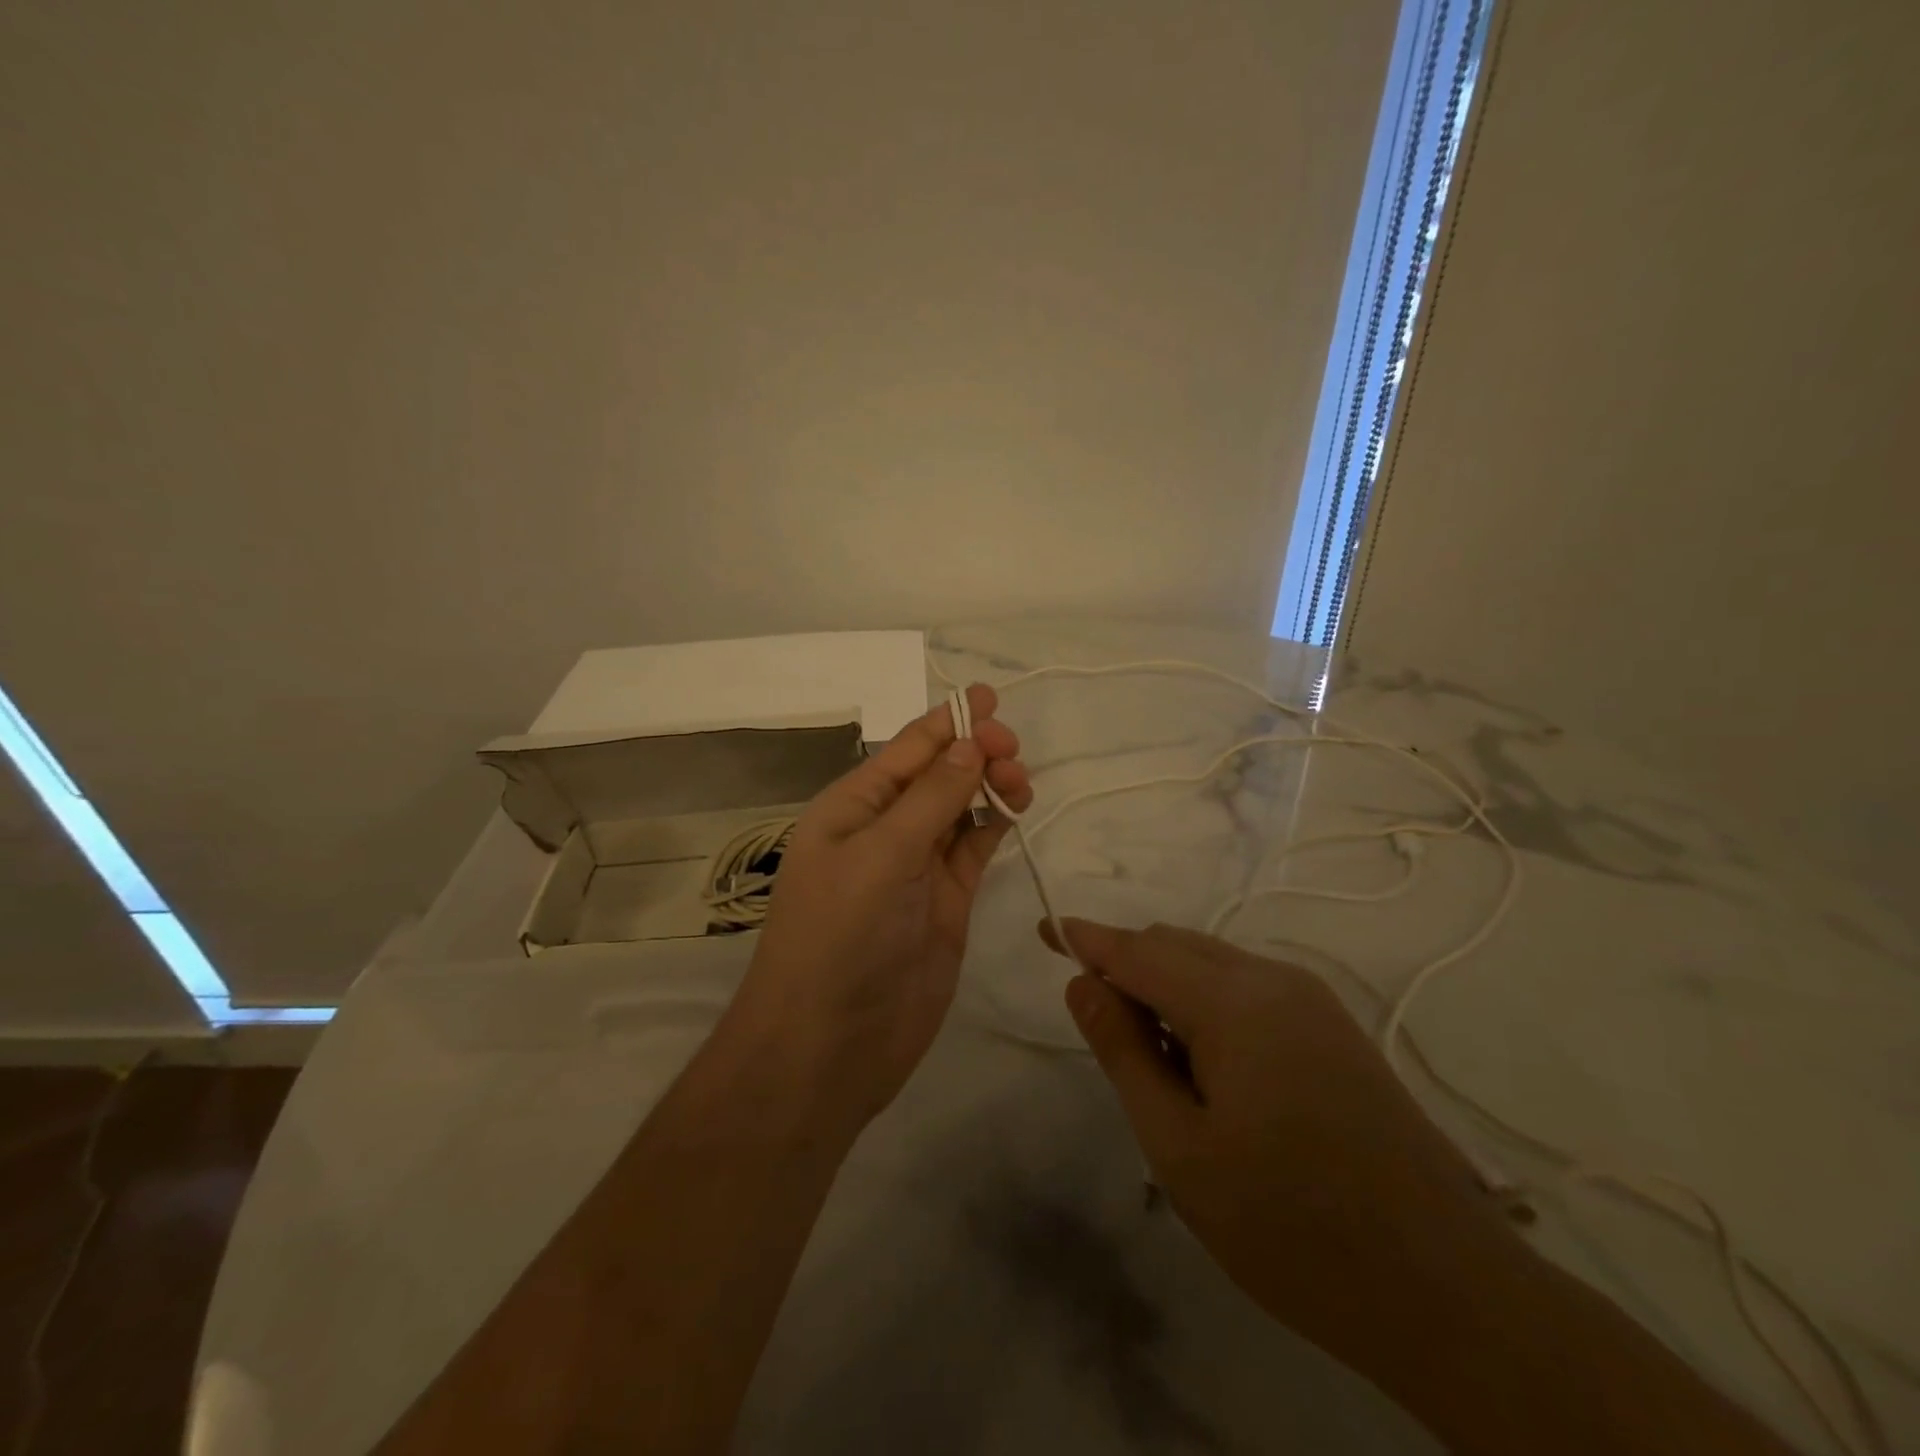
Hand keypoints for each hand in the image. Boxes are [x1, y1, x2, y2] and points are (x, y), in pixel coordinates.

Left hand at [725, 684, 1032, 1129]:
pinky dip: (994, 825)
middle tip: (1013, 749)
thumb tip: (970, 744)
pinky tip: (1015, 808)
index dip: (947, 721)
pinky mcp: (946, 902)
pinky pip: (973, 849)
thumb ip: (930, 800)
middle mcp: (884, 830)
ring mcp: (917, 868)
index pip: (906, 750)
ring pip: (960, 809)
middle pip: (937, 774)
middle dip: (974, 752)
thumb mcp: (880, 857)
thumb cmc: (839, 938)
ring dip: (990, 785)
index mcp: (852, 808)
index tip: (992, 698)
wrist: (828, 1047)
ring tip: (1021, 780)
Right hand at [1039, 918, 1525, 1372]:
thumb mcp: (1180, 1147)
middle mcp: (1273, 980)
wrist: (1448, 1291)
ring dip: (1167, 988)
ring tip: (1153, 1061)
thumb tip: (1082, 984)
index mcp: (1232, 1001)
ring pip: (1212, 964)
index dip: (1087, 939)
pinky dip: (1206, 1002)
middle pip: (1175, 946)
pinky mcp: (1333, 1027)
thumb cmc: (1290, 1226)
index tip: (1046, 930)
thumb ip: (1124, 1052)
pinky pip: (1248, 988)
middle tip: (1099, 1027)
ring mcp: (1311, 1000)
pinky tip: (1208, 1066)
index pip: (1138, 950)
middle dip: (1127, 967)